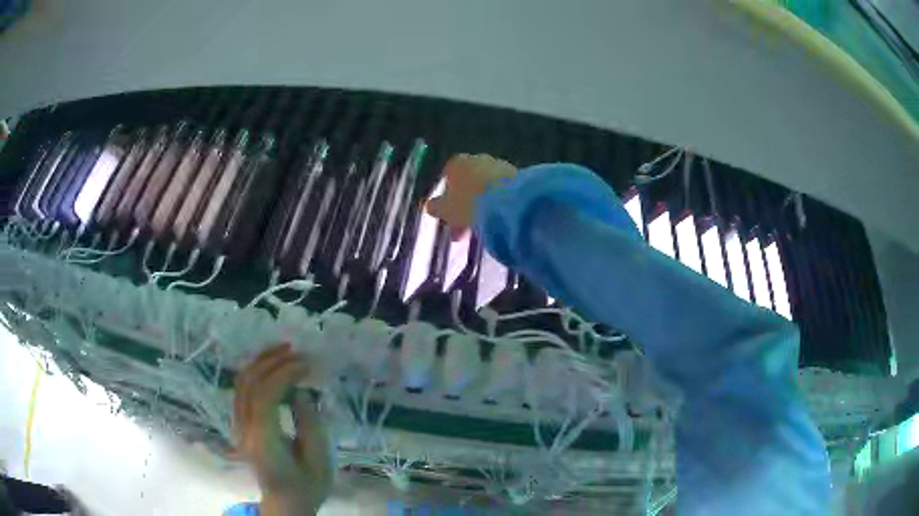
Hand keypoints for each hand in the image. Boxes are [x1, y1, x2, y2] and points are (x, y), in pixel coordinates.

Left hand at [234, 344, 331, 515]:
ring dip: (261, 361)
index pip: (265, 396)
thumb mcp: (319, 461)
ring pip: (241, 382)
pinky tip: (272, 365)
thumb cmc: (307, 486)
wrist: (285, 502)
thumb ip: (310, 424)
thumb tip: (299, 394)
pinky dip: (256, 371)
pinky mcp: (240, 423)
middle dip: (272, 361)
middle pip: (248, 383)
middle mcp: (245, 429)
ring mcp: (238, 425)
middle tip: (298, 351)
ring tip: (285, 350)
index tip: (308, 365)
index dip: (285, 374)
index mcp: (264, 441)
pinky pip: (242, 389)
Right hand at [426, 154, 516, 238]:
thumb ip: (437, 207)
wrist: (509, 199)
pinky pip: (502, 191)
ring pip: (485, 188)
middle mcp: (477, 159)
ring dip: (482, 206)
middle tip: (466, 230)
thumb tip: (430, 205)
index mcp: (456, 164)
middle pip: (468, 184)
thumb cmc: (469, 203)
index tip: (450, 219)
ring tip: (484, 228)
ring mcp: (498, 165)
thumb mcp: (446, 210)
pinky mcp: (516, 175)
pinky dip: (498, 203)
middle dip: (465, 207)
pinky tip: (499, 219)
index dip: (447, 201)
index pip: (447, 179)